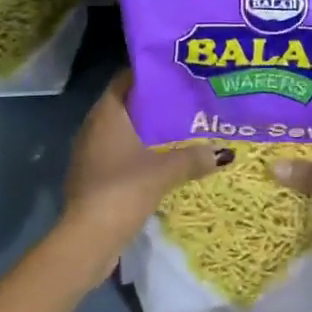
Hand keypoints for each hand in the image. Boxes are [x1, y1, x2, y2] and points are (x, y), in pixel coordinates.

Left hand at [59, 72, 216, 284]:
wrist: (88, 238)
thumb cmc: (123, 189)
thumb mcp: (165, 171)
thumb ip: (193, 158)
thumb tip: (223, 152)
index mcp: (106, 114)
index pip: (125, 80)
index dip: (148, 74)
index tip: (174, 73)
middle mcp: (93, 128)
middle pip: (125, 105)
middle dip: (152, 103)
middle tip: (184, 100)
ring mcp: (89, 154)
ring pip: (121, 131)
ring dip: (145, 130)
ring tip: (178, 128)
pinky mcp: (92, 177)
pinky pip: (118, 154)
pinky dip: (137, 152)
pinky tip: (161, 160)